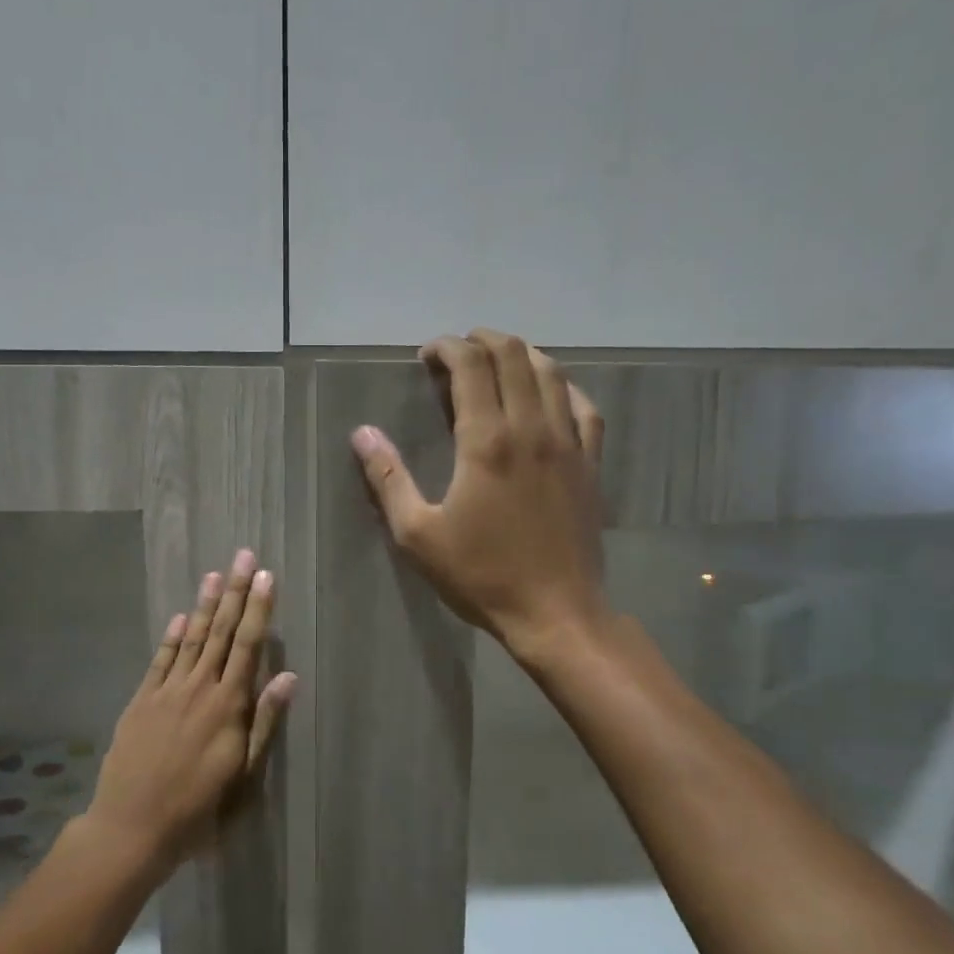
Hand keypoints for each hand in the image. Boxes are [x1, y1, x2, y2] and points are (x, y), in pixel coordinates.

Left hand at [87, 549, 296, 873]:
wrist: (132, 828)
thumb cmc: (198, 809)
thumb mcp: (243, 774)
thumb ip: (264, 722)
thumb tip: (288, 676)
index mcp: (227, 706)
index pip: (247, 646)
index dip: (258, 609)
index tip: (266, 577)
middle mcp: (198, 689)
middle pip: (220, 632)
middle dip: (234, 593)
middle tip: (243, 556)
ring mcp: (165, 693)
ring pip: (190, 640)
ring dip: (204, 606)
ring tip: (215, 574)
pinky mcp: (140, 702)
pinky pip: (159, 661)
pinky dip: (170, 638)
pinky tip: (179, 618)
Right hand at [352, 329, 607, 660]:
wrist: (555, 612)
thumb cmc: (481, 575)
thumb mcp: (418, 534)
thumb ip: (388, 478)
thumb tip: (362, 433)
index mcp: (486, 441)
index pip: (471, 365)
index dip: (447, 347)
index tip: (427, 354)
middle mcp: (531, 428)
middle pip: (513, 355)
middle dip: (482, 341)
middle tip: (456, 353)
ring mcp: (568, 443)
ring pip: (551, 372)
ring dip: (521, 354)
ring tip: (496, 362)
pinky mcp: (590, 464)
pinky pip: (584, 406)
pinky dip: (563, 386)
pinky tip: (550, 393)